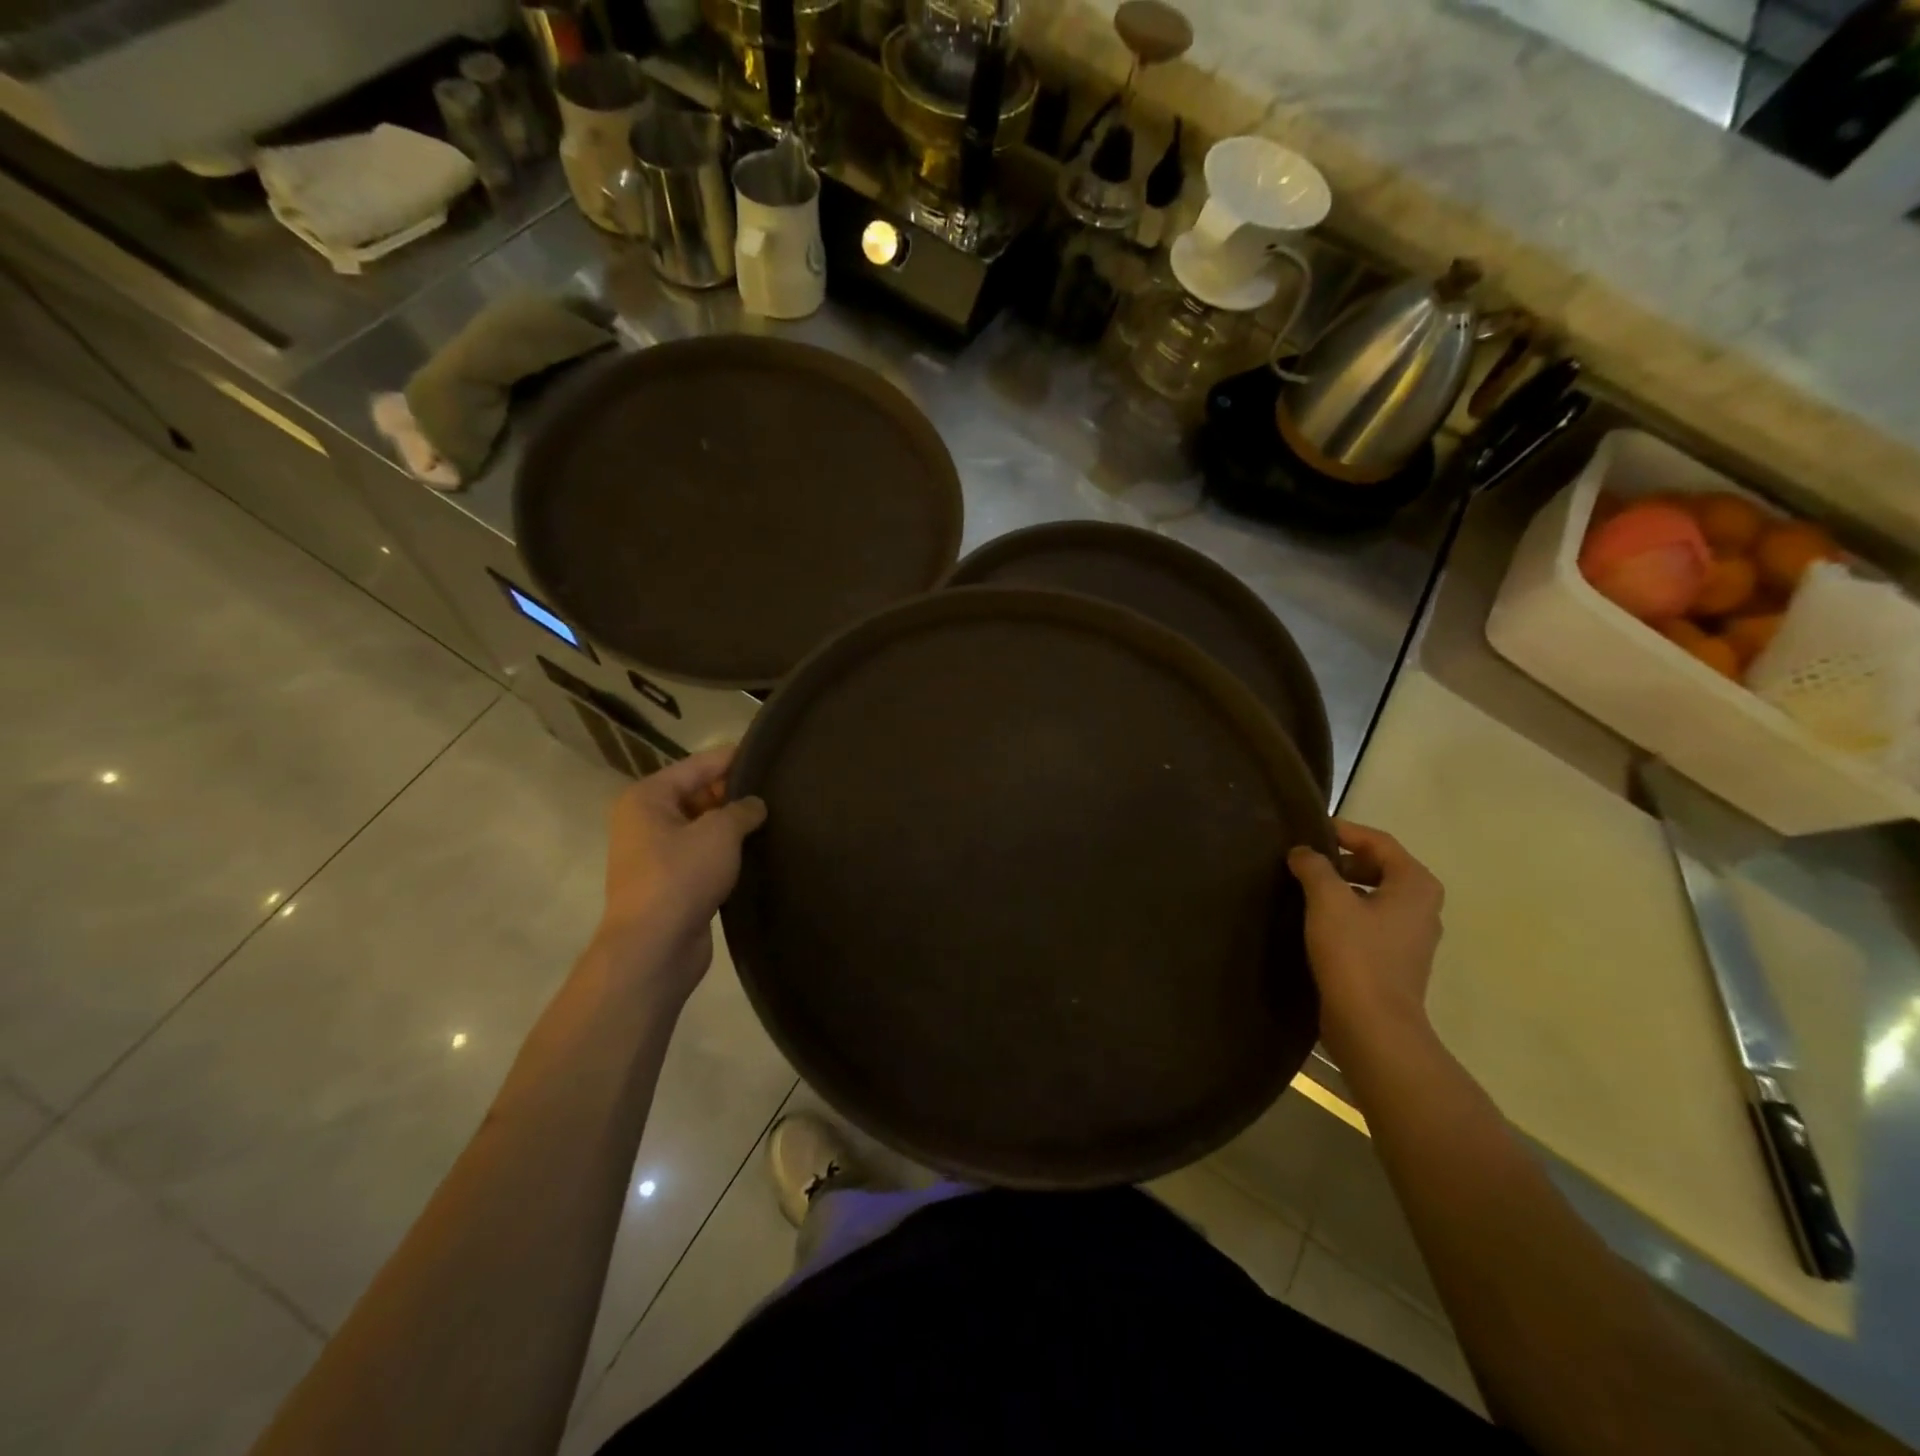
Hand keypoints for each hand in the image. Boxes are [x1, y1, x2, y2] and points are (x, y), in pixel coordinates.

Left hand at [595, 747, 766, 1002]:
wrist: (654, 948)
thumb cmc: (681, 876)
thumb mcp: (719, 833)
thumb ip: (742, 810)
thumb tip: (754, 805)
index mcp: (647, 798)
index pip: (697, 765)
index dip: (733, 758)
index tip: (768, 753)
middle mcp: (646, 821)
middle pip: (698, 794)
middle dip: (734, 793)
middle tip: (779, 790)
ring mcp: (657, 854)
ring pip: (703, 827)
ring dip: (733, 826)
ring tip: (776, 818)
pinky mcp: (672, 883)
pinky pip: (704, 855)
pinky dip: (727, 852)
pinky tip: (758, 851)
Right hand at [1288, 819, 1444, 1059]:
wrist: (1372, 1025)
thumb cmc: (1355, 953)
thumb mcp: (1328, 900)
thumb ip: (1314, 866)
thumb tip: (1303, 852)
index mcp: (1415, 884)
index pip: (1378, 841)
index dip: (1343, 831)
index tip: (1308, 830)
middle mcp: (1422, 905)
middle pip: (1379, 866)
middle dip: (1341, 859)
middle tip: (1304, 860)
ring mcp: (1412, 935)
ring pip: (1374, 894)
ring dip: (1341, 886)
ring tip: (1304, 887)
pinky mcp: (1396, 959)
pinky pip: (1370, 920)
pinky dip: (1346, 911)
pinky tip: (1316, 920)